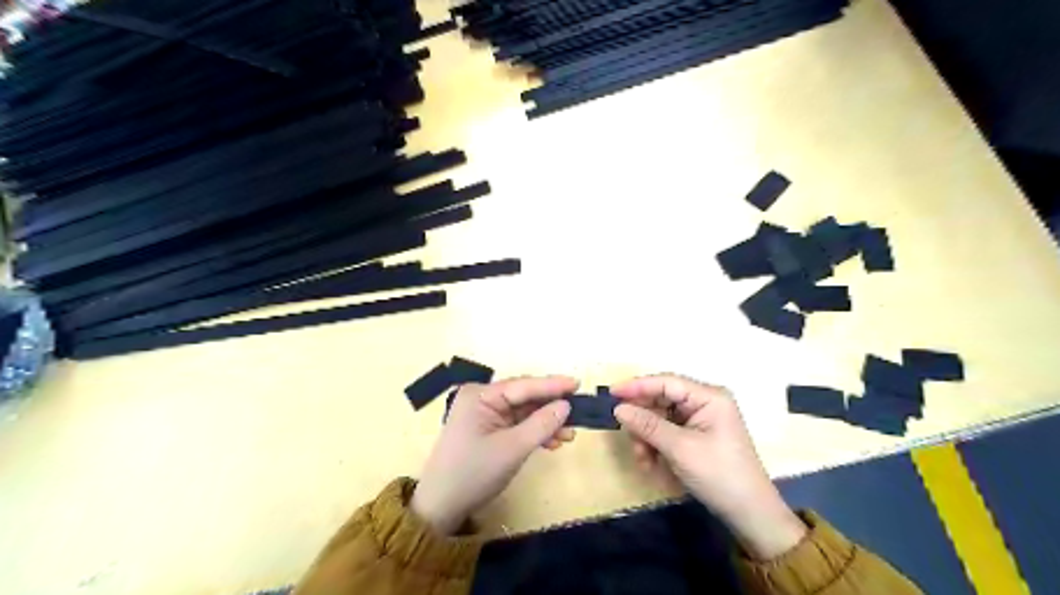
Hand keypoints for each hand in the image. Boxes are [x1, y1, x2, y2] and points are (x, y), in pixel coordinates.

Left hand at [411, 375, 578, 535]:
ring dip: (546, 422)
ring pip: (524, 412)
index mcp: (480, 395)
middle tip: (579, 411)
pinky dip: (535, 432)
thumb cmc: (474, 473)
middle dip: (551, 406)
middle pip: (524, 397)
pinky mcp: (489, 429)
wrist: (441, 507)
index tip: (578, 383)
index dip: (552, 385)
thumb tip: (566, 405)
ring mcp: (485, 414)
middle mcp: (482, 398)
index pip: (523, 385)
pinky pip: (517, 424)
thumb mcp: (512, 449)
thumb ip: (541, 424)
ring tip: (570, 434)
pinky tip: (553, 442)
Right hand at [608, 375, 808, 559]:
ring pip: (661, 418)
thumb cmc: (719, 474)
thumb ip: (648, 425)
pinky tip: (651, 464)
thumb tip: (618, 408)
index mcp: (708, 397)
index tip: (611, 394)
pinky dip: (656, 445)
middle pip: (662, 400)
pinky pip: (667, 433)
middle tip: (627, 436)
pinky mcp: (696, 436)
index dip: (637, 386)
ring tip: (643, 459)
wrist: (750, 514)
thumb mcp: (680, 449)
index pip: (666, 382)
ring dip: (647, 437)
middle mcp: (704, 402)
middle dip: (643, 420)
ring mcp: (700, 420)